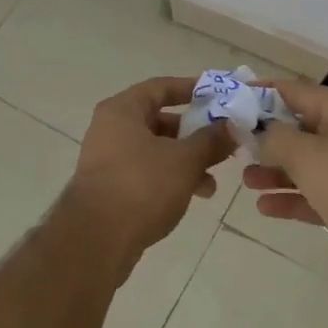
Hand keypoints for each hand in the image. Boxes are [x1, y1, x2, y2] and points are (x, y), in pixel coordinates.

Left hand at [61, 76, 236, 276]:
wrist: (96, 239)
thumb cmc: (141, 185)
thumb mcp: (184, 159)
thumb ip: (211, 140)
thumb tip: (231, 126)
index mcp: (122, 110)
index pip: (160, 87)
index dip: (190, 89)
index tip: (218, 96)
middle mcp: (110, 129)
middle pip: (158, 120)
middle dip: (193, 133)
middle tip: (222, 143)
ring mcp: (107, 160)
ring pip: (155, 150)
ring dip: (186, 161)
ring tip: (213, 181)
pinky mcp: (110, 188)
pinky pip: (147, 173)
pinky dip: (170, 179)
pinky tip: (193, 196)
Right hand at [246, 80, 327, 301]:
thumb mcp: (308, 155)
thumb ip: (273, 138)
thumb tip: (253, 129)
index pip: (295, 91)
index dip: (260, 93)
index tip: (228, 99)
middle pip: (301, 128)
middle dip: (266, 137)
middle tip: (230, 147)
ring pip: (308, 164)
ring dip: (276, 171)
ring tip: (244, 180)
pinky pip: (319, 195)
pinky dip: (293, 198)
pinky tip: (265, 208)